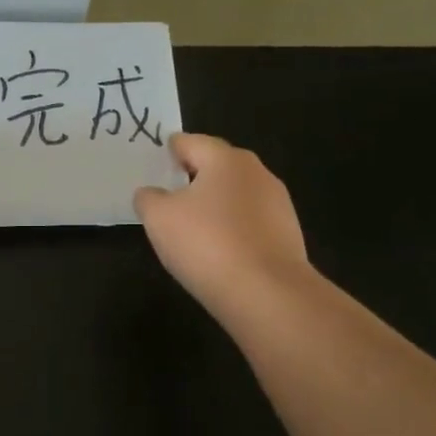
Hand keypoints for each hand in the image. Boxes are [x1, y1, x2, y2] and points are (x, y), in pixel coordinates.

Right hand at [135, 133, 308, 317]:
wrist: (267, 293)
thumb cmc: (206, 243)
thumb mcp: (158, 218)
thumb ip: (148, 198)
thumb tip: (152, 194)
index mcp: (225, 159)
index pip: (190, 142)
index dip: (169, 150)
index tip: (154, 163)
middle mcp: (256, 172)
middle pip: (217, 165)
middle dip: (193, 175)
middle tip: (168, 193)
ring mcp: (277, 203)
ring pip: (236, 193)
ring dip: (215, 203)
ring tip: (191, 225)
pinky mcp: (287, 233)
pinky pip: (250, 220)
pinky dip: (232, 227)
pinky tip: (218, 248)